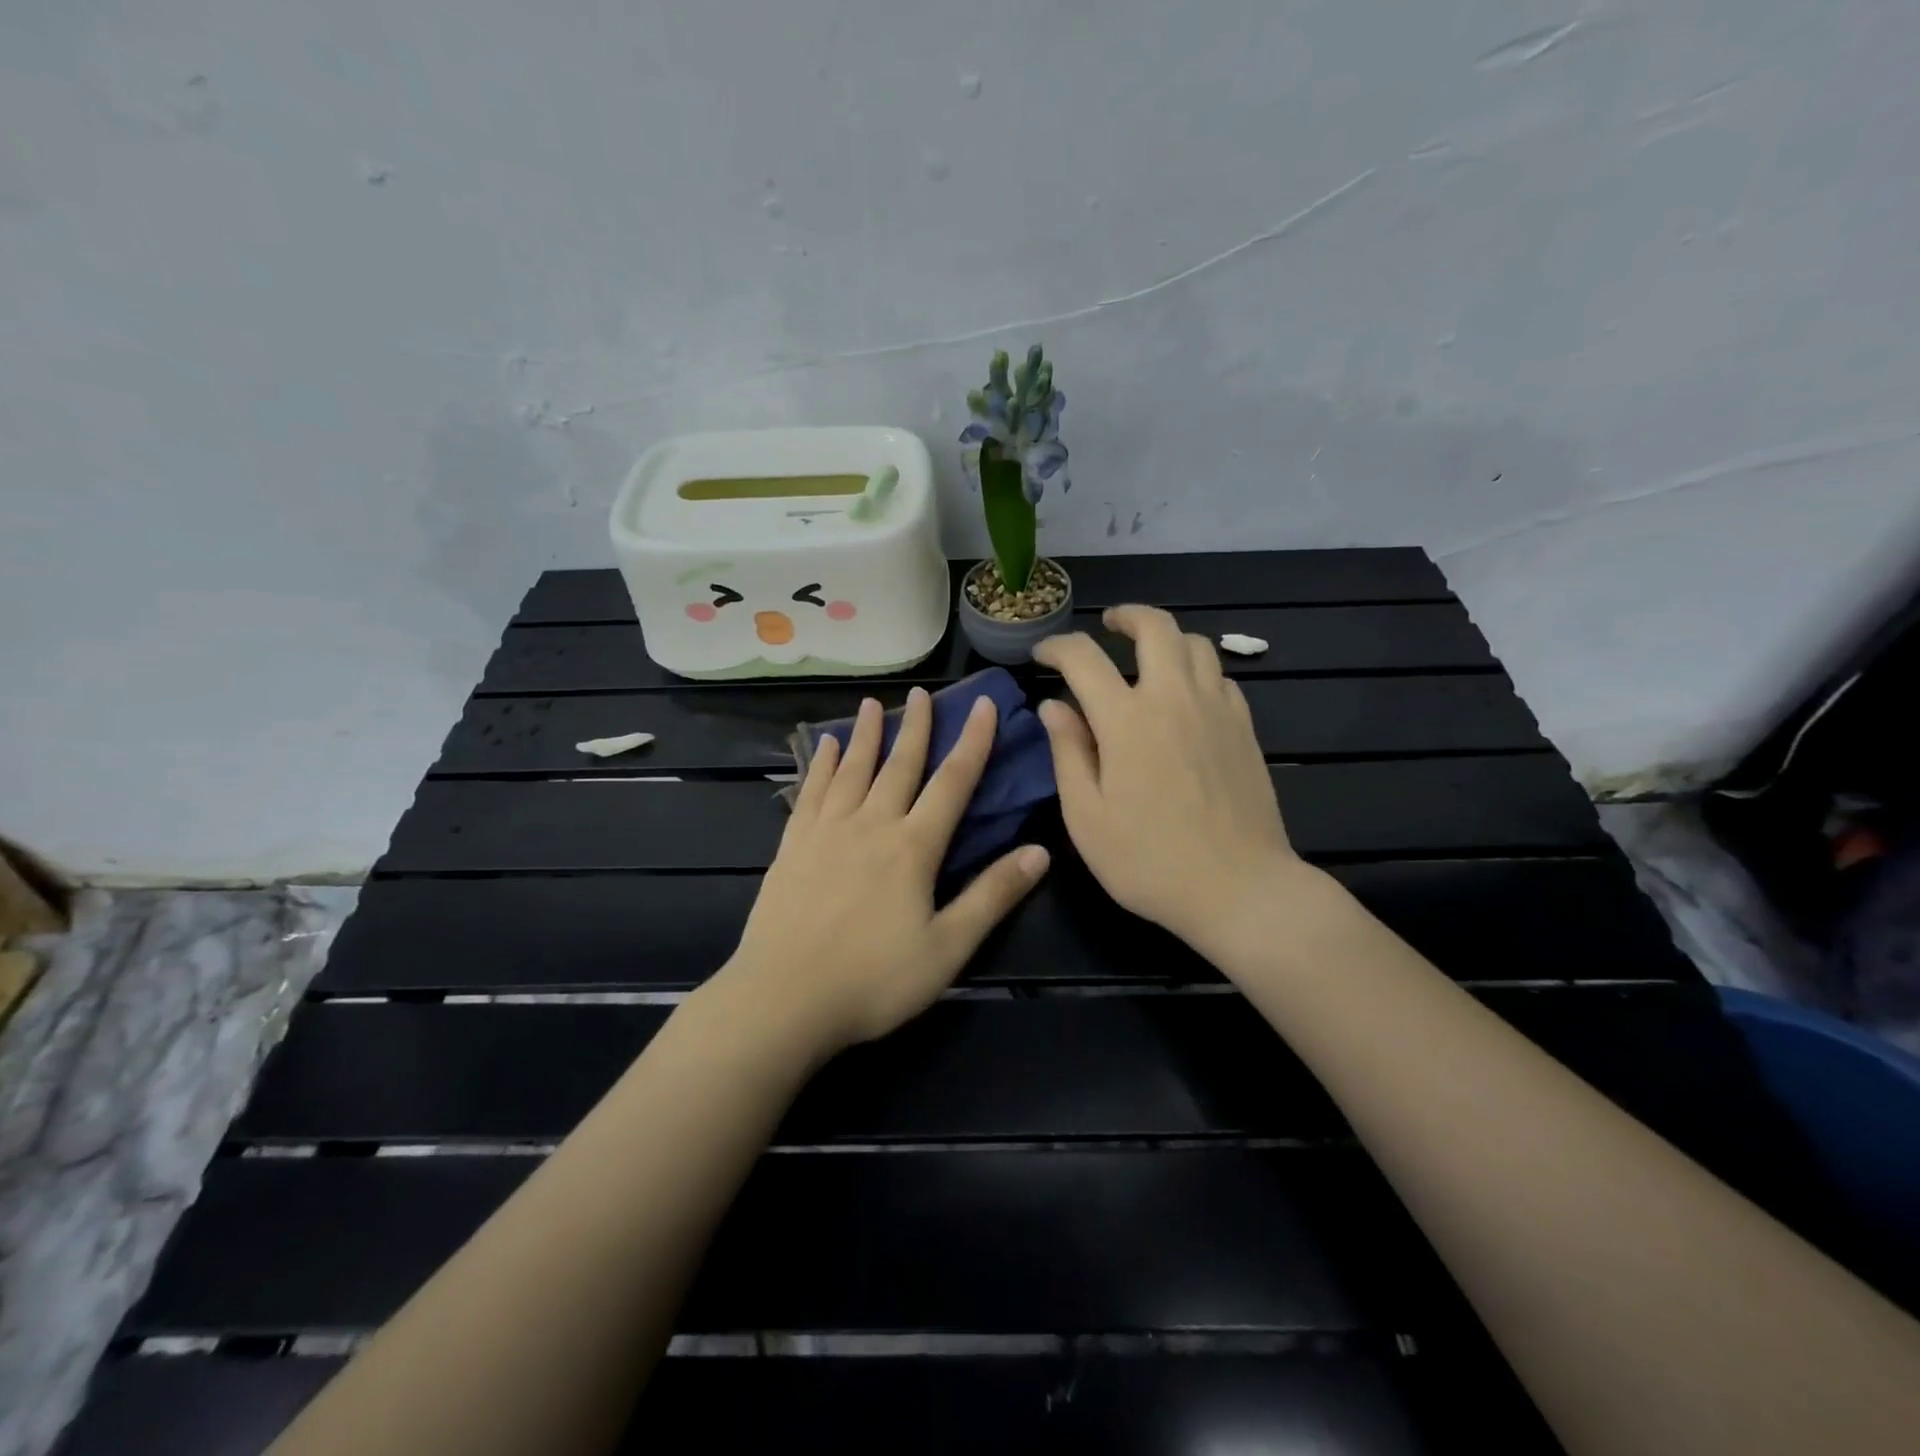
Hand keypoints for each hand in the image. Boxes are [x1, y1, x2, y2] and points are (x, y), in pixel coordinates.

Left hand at [719, 688, 1049, 1057]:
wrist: (784, 999)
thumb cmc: (873, 980)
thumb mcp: (947, 948)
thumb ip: (992, 896)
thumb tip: (1041, 852)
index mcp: (913, 847)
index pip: (952, 783)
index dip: (973, 742)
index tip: (983, 706)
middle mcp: (871, 825)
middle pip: (899, 765)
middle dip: (917, 727)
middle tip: (922, 693)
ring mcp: (826, 832)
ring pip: (852, 770)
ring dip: (865, 734)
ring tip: (872, 704)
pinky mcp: (792, 846)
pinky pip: (811, 793)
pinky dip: (822, 765)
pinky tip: (825, 747)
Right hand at [1033, 605, 1317, 952]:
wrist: (1240, 889)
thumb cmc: (1149, 860)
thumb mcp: (1086, 817)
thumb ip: (1068, 753)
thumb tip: (1053, 706)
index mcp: (1126, 719)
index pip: (1084, 657)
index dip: (1058, 646)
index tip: (1043, 654)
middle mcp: (1174, 699)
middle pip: (1155, 627)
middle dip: (1126, 616)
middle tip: (1108, 626)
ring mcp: (1216, 710)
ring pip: (1196, 644)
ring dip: (1167, 639)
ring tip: (1148, 657)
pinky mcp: (1245, 729)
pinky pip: (1222, 677)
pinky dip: (1197, 671)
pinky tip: (1186, 697)